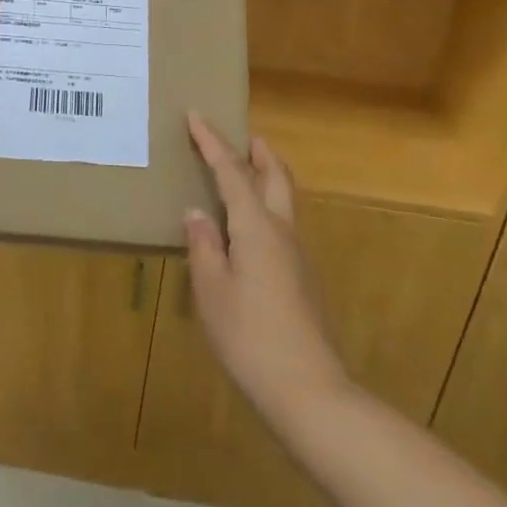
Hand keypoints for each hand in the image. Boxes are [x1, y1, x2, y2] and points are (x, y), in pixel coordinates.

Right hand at [184, 115, 348, 428]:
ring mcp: (299, 256)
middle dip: (259, 152)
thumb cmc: (250, 336)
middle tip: (243, 136)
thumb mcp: (212, 290)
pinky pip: (284, 225)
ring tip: (245, 174)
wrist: (309, 391)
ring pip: (285, 200)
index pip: (232, 171)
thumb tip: (196, 212)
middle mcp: (283, 231)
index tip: (197, 116)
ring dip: (267, 177)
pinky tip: (249, 230)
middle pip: (276, 177)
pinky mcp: (304, 279)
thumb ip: (204, 246)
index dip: (213, 143)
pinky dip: (267, 207)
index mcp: (256, 227)